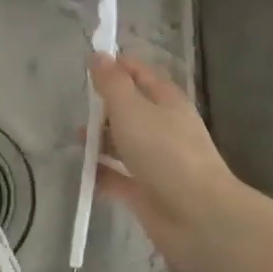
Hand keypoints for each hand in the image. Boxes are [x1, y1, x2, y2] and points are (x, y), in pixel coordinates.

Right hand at [90, 52, 245, 271]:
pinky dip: (101, 173)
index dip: (117, 66)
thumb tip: (98, 55)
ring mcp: (156, 162)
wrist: (197, 216)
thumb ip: (112, 83)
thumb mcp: (132, 109)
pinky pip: (118, 177)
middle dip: (105, 106)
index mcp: (166, 102)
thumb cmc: (165, 152)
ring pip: (124, 144)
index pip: (140, 74)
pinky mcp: (147, 192)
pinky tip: (81, 172)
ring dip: (101, 140)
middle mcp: (163, 128)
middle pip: (131, 110)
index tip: (88, 63)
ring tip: (75, 140)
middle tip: (75, 105)